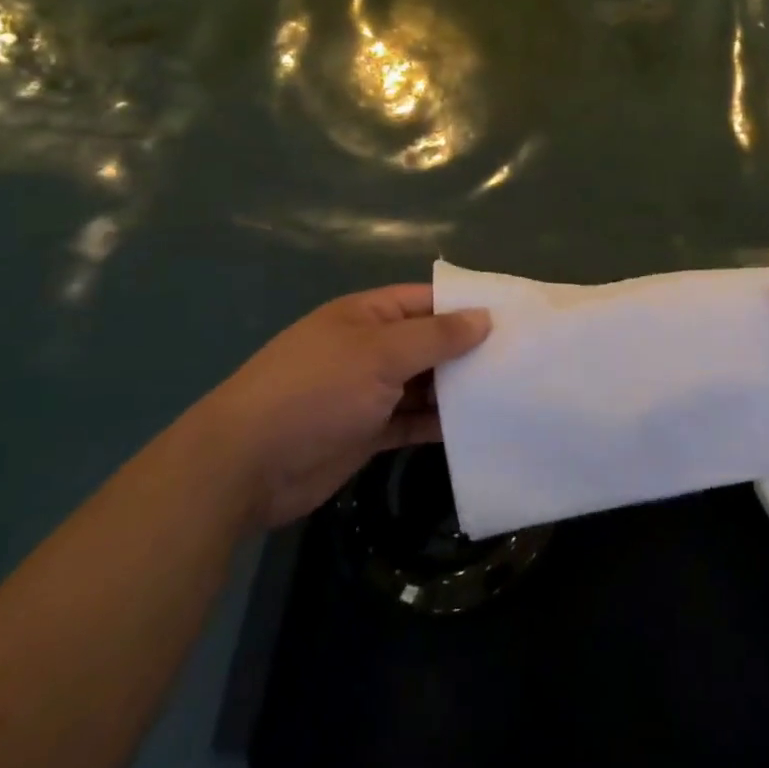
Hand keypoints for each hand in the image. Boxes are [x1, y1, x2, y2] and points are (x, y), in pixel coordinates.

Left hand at [200, 285, 489, 527]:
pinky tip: (477, 429)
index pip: (426, 301)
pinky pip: (412, 422)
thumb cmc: (316, 391)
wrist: (246, 466)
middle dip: (468, 351)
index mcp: (367, 316)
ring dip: (458, 391)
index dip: (466, 306)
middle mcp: (369, 348)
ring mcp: (368, 392)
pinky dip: (439, 425)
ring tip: (510, 393)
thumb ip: (436, 336)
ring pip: (424, 384)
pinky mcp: (367, 432)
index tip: (513, 317)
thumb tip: (484, 318)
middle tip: (523, 360)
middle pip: (428, 343)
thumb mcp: (380, 354)